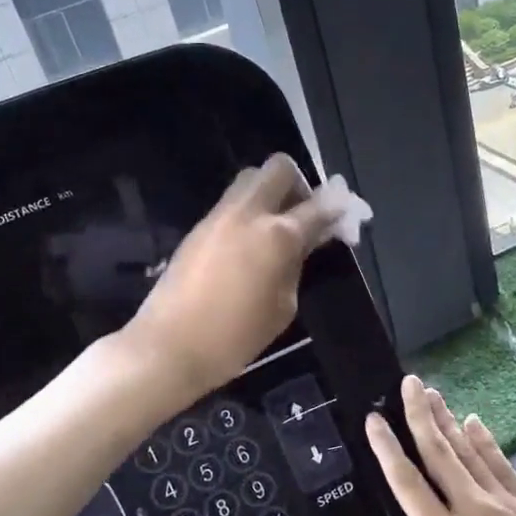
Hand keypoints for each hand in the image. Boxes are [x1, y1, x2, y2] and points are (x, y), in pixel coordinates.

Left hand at [124, 154, 335, 401]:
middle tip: (303, 215)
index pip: (318, 206)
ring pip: (250, 179)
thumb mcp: (282, 307)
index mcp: (277, 235)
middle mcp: (248, 213)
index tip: (346, 214)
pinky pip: (231, 203)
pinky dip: (248, 211)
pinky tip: (250, 244)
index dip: (337, 208)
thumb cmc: (235, 337)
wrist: (169, 347)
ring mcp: (218, 216)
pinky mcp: (198, 227)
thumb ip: (297, 266)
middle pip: (279, 168)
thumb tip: (304, 243)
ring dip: (270, 193)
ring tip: (275, 230)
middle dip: (298, 184)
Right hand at [366, 377, 515, 515]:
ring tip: (432, 393)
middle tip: (408, 382)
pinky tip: (473, 422)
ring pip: (468, 451)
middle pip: (439, 452)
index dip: (387, 449)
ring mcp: (507, 503)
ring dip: (448, 420)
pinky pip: (502, 464)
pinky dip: (485, 441)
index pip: (407, 484)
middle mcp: (472, 509)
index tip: (373, 419)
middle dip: (420, 414)